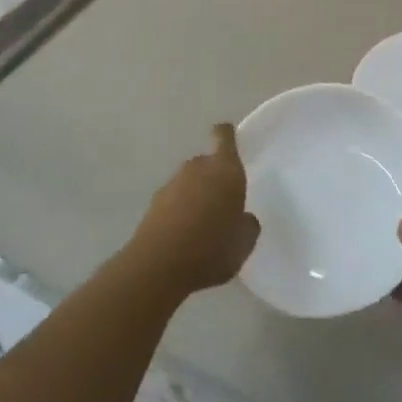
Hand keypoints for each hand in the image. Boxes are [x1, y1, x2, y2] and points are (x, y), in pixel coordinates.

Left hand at [129, 124, 259, 296]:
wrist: (158, 267)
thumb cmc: (212, 248)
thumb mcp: (244, 242)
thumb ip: (248, 225)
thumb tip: (243, 218)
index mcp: (225, 170)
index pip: (224, 137)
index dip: (226, 135)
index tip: (229, 138)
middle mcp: (197, 169)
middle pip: (206, 162)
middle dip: (214, 176)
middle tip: (223, 201)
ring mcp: (171, 185)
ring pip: (188, 182)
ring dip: (195, 195)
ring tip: (204, 224)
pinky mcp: (153, 205)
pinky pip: (173, 201)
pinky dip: (179, 212)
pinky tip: (184, 237)